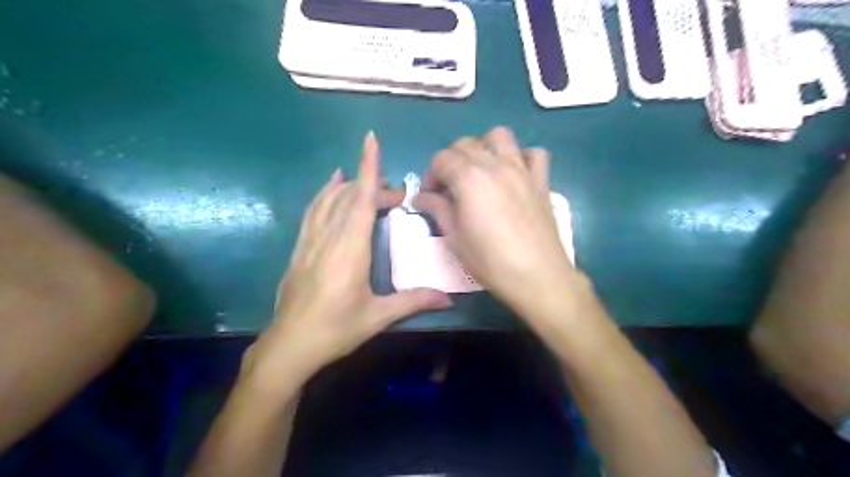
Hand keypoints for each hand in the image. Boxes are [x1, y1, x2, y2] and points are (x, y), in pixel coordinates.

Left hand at [242, 132, 450, 390]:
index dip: (368, 167)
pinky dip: (324, 194)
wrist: (289, 345)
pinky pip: (313, 211)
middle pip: (349, 196)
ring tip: (365, 178)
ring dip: (348, 184)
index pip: (360, 198)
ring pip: (328, 199)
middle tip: (397, 193)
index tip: (371, 140)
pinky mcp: (300, 248)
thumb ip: (413, 301)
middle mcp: (329, 237)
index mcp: (350, 248)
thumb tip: (448, 299)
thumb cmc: (336, 329)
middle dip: (373, 184)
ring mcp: (310, 240)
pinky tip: (330, 188)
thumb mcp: (378, 316)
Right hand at [413, 127, 585, 315]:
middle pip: (465, 144)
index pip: (441, 159)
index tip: (430, 196)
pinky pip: (533, 153)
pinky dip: (521, 156)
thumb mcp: (454, 238)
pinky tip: (514, 174)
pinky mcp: (541, 180)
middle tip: (450, 188)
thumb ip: (437, 209)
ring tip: (480, 172)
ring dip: (484, 148)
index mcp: (469, 178)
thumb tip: (421, 197)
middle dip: (451, 161)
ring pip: (499, 136)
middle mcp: (495, 164)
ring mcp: (521, 169)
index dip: (430, 175)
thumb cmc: (490, 261)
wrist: (537, 275)